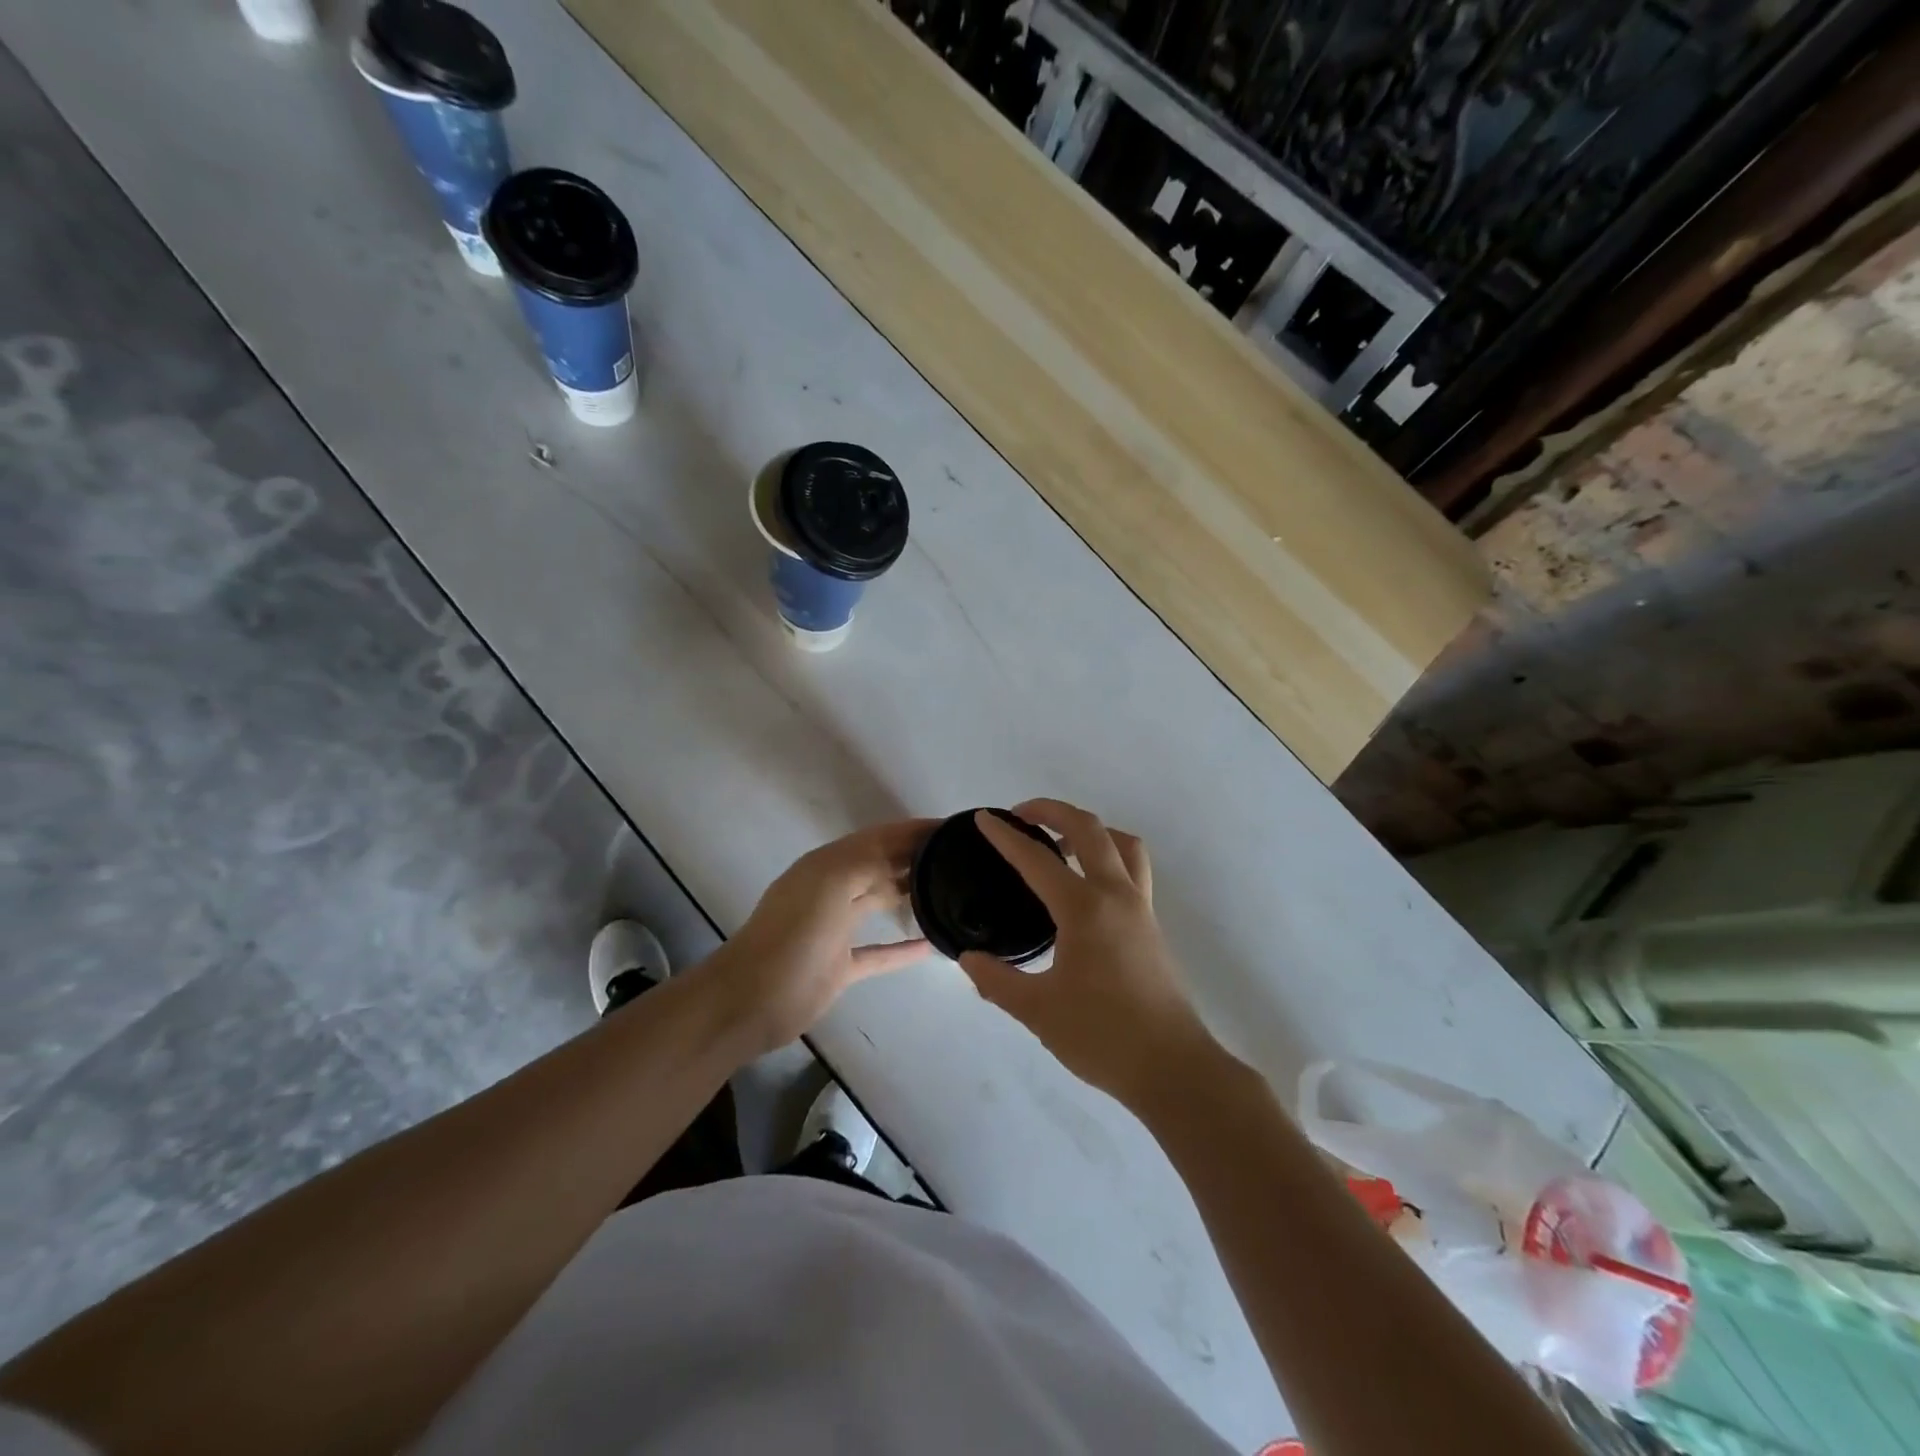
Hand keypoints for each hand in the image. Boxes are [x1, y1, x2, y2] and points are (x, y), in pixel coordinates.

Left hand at [694, 820, 934, 1055]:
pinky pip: (879, 951)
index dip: (913, 830)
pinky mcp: (840, 965)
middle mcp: (833, 889)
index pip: (879, 837)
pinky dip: (903, 948)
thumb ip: (869, 860)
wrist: (751, 1001)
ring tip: (952, 892)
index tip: (953, 829)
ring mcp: (836, 928)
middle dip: (915, 858)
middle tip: (961, 859)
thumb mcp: (830, 884)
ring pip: (879, 902)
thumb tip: (909, 848)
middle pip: (881, 865)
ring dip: (910, 894)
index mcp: (828, 865)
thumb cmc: (793, 936)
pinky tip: (931, 947)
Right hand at [959, 799, 1216, 1111]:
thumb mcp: (1037, 1011)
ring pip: (1121, 843)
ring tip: (1060, 842)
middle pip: (1088, 829)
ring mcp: (1140, 907)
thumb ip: (997, 980)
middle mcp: (1116, 895)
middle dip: (1052, 811)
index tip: (983, 819)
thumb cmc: (1102, 1036)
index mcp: (1084, 909)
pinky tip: (1087, 883)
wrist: (1172, 1067)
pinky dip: (1109, 854)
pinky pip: (1133, 868)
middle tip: (1021, 815)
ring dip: (1089, 829)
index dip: (1006, 836)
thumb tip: (968, 959)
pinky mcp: (1152, 924)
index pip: (1037, 859)